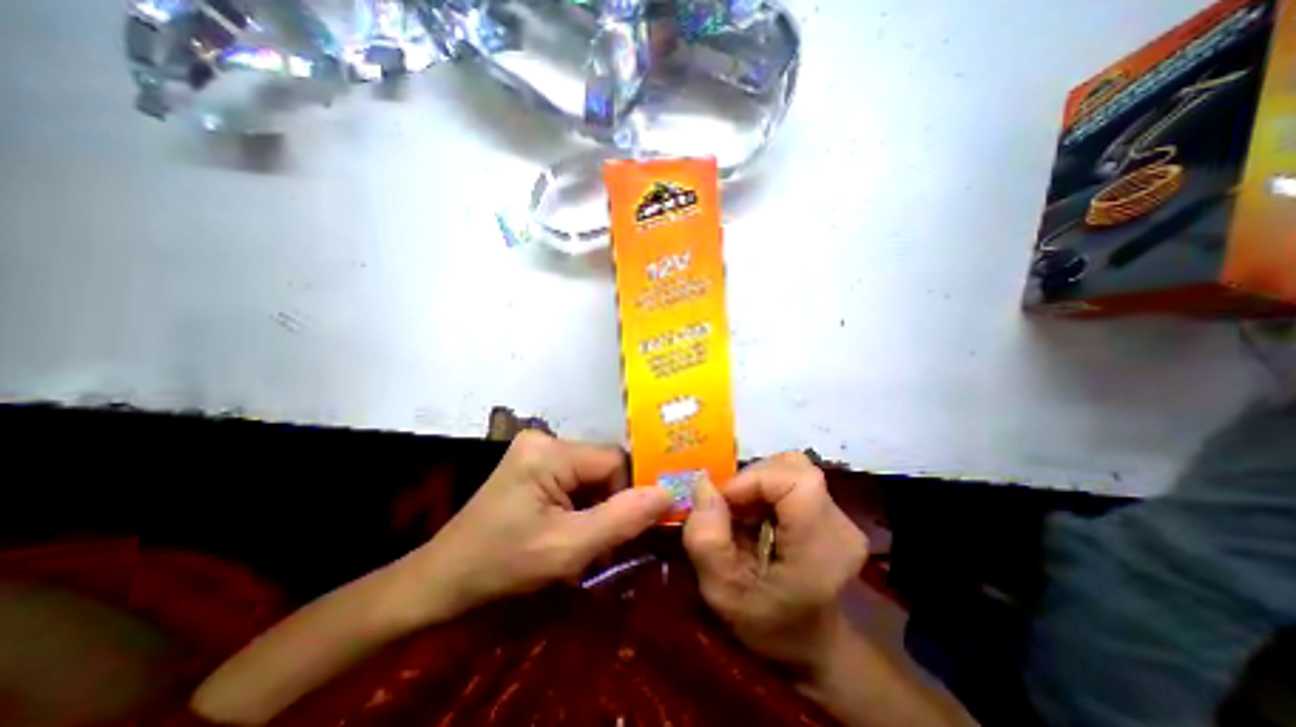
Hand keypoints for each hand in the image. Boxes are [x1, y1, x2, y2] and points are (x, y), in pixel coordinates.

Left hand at [406, 431, 674, 618]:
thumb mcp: (568, 549)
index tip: (617, 535)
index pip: (614, 462)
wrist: (442, 581)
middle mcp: (544, 439)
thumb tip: (668, 492)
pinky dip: (580, 506)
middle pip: (602, 467)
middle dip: (608, 505)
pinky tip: (568, 530)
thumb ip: (622, 519)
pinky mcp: (533, 464)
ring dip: (595, 508)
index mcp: (550, 451)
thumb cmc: (502, 565)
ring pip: (591, 475)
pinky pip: (574, 479)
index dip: (624, 496)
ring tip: (580, 541)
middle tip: (598, 545)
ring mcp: (536, 450)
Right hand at [681, 455, 863, 679]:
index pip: (795, 479)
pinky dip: (766, 488)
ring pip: (791, 468)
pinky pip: (792, 477)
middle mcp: (840, 524)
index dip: (753, 479)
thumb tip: (702, 483)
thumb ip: (706, 540)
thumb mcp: (723, 593)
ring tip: (742, 514)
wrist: (810, 643)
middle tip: (729, 509)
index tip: (723, 502)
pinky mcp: (831, 510)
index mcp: (822, 547)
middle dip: (751, 480)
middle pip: (792, 467)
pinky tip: (756, 516)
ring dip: (757, 483)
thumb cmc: (768, 625)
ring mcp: (840, 515)